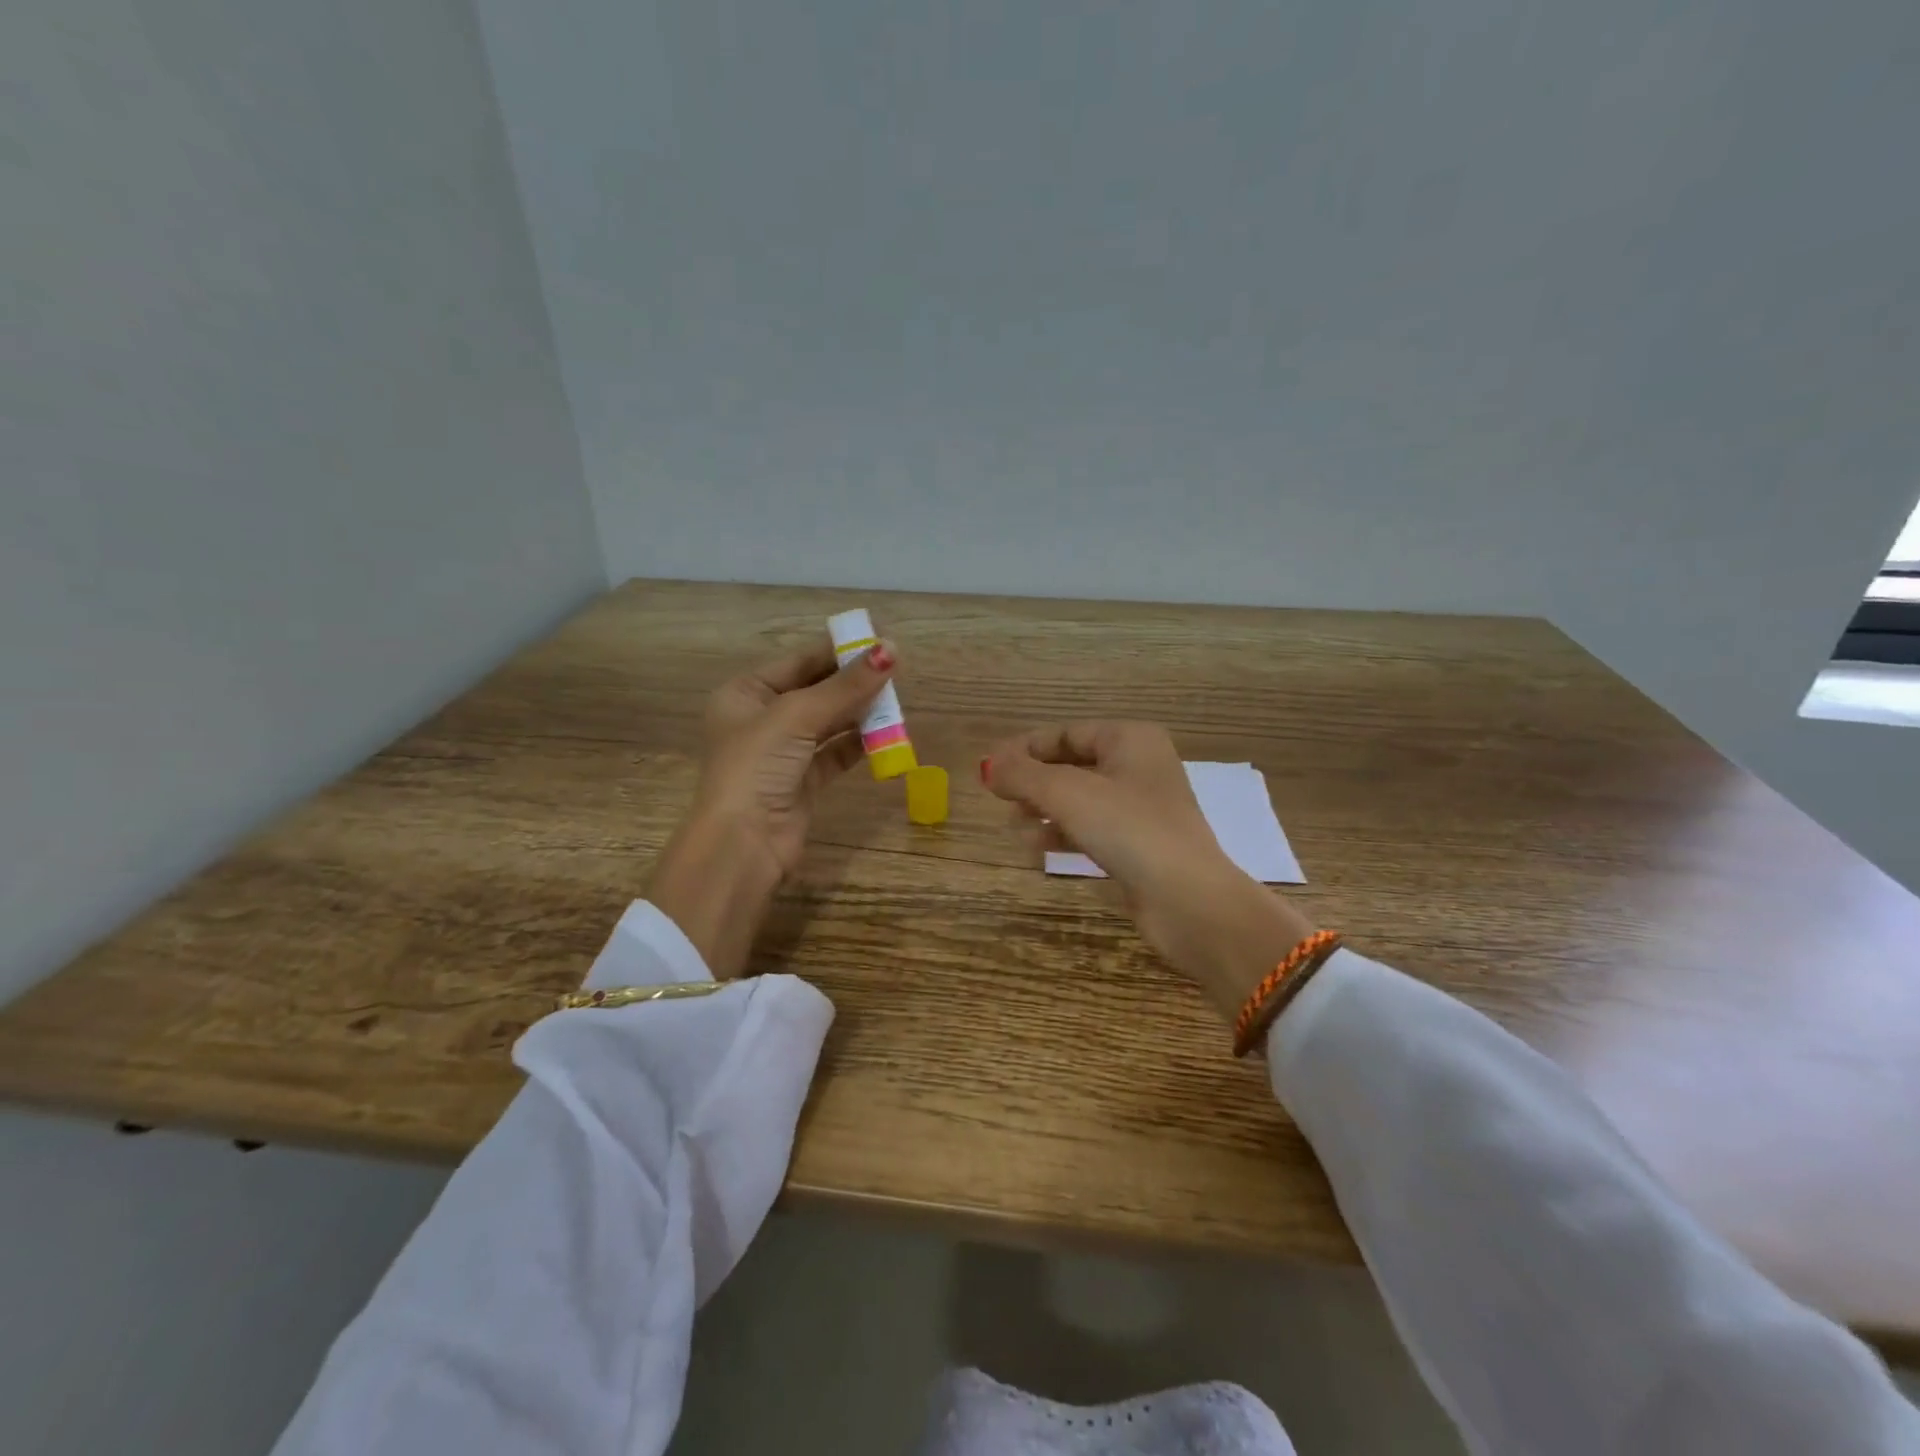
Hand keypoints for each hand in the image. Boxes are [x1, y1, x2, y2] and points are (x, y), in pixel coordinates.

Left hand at [649, 636, 896, 977]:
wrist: (743, 843)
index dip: (838, 652)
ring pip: (828, 722)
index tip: (879, 641)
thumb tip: (891, 649)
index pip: (798, 663)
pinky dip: (858, 743)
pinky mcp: (802, 781)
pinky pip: (834, 753)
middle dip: (853, 683)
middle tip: (896, 670)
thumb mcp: (798, 716)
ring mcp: (782, 752)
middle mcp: (761, 719)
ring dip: (859, 713)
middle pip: (815, 691)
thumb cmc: (757, 766)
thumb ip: (846, 686)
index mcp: (745, 693)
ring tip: (896, 701)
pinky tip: (885, 734)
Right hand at [982, 722, 1317, 1023]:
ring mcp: (1142, 809)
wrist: (1187, 899)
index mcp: (1130, 739)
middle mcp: (1140, 767)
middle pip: (1072, 765)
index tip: (990, 768)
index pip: (1067, 733)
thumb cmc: (1128, 829)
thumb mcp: (1066, 793)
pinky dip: (1064, 834)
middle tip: (999, 799)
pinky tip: (1037, 848)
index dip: (1026, 748)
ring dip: (1044, 810)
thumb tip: (987, 766)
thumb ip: (1022, 775)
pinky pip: (1093, 829)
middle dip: (1034, 782)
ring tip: (1014, 826)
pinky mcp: (1140, 846)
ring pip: (1080, 800)